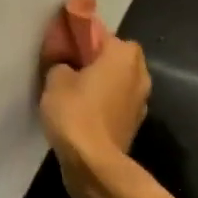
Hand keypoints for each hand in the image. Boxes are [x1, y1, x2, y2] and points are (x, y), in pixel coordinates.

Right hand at [40, 14, 150, 197]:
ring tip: (74, 93)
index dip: (80, 39)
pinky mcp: (135, 123)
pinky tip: (83, 113)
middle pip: (113, 57)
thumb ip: (61, 63)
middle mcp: (139, 72)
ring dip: (101, 83)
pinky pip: (116, 102)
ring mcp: (141, 100)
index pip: (100, 33)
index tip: (63, 48)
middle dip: (94, 61)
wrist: (94, 164)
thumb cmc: (76, 112)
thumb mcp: (55, 79)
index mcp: (124, 53)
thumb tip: (67, 66)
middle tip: (69, 69)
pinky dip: (103, 104)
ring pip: (117, 81)